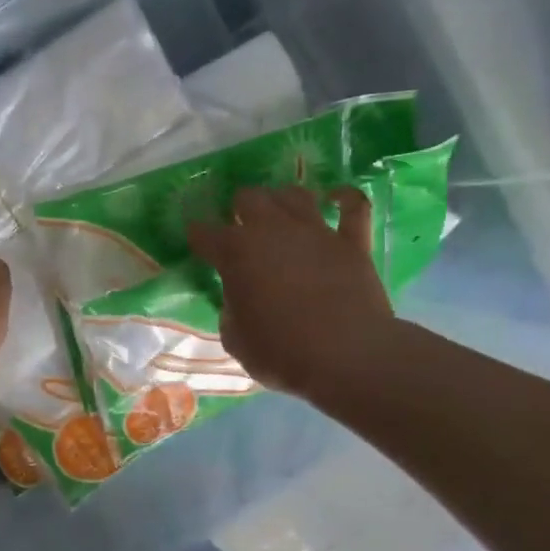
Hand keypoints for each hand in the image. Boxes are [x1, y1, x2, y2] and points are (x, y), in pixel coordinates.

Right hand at [187, 185, 402, 405]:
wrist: (346, 356)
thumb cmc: (281, 352)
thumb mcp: (235, 339)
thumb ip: (231, 311)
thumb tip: (240, 301)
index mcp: (235, 253)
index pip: (204, 233)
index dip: (197, 235)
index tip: (196, 240)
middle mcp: (272, 230)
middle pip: (249, 197)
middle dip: (239, 209)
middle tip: (240, 228)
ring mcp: (315, 231)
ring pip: (293, 194)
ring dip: (281, 200)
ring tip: (279, 215)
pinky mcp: (351, 242)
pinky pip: (353, 206)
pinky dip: (343, 199)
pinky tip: (335, 199)